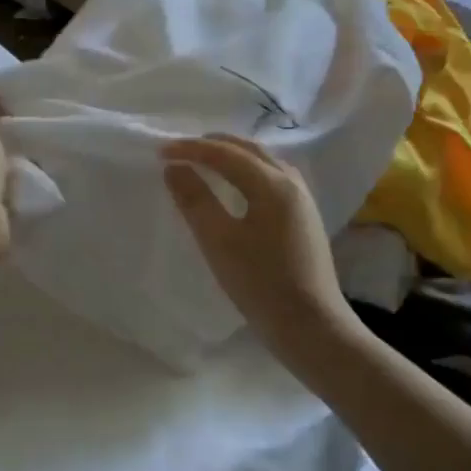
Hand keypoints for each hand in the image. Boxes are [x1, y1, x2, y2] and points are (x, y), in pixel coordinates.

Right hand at [163, 134, 349, 351]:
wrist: (310, 325)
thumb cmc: (260, 283)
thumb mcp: (219, 241)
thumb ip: (195, 200)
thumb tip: (174, 168)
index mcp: (273, 184)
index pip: (226, 154)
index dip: (191, 149)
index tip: (160, 152)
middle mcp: (292, 183)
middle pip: (250, 150)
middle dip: (213, 145)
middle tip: (180, 149)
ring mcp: (302, 201)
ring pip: (264, 162)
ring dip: (233, 155)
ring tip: (205, 161)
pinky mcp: (303, 219)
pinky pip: (272, 178)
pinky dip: (247, 171)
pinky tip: (237, 187)